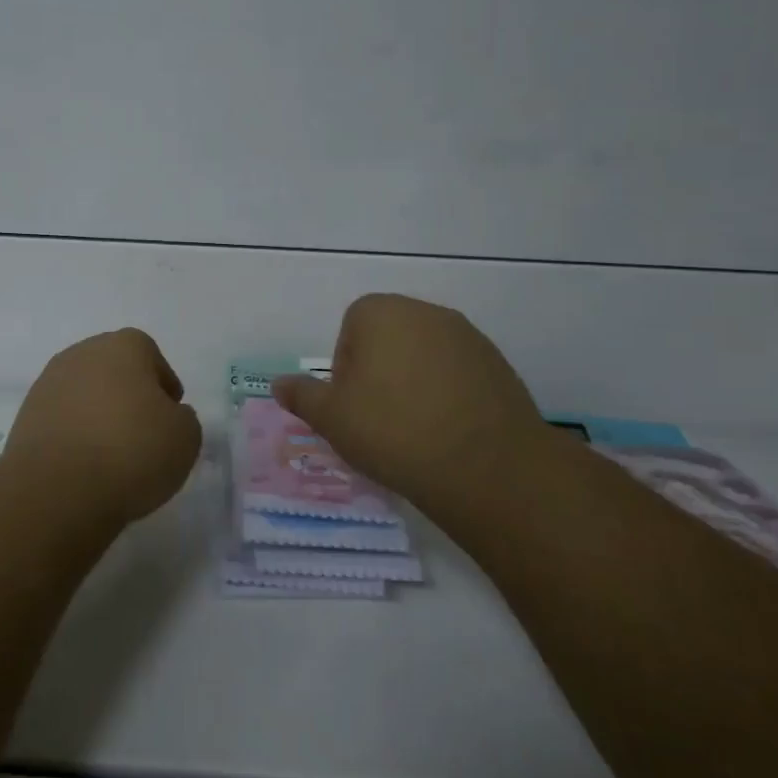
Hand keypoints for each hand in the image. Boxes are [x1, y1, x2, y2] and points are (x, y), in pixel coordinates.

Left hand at [6, 329, 202, 522]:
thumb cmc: (131, 451)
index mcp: (122, 346)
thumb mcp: (186, 437)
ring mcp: (47, 384)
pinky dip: (75, 436)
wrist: (57, 489)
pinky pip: (62, 420)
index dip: (163, 383)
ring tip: (113, 455)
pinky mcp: (26, 417)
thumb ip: (182, 418)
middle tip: (144, 432)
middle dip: (128, 395)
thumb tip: (167, 416)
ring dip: (98, 415)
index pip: (149, 354)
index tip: (170, 414)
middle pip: (113, 369)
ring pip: (84, 394)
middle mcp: (81, 354)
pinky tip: (86, 465)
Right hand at [272, 294, 550, 509]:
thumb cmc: (393, 431)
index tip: (352, 405)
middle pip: (388, 338)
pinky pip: (458, 374)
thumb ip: (302, 396)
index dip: (345, 369)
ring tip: (415, 429)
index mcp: (381, 312)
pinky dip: (448, 394)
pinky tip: (448, 431)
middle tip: (378, 419)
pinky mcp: (498, 364)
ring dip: (414, 382)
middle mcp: (426, 312)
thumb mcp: (331, 418)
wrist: (486, 466)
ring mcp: (468, 336)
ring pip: (424, 356)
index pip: (350, 329)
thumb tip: (279, 384)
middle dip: (379, 372)